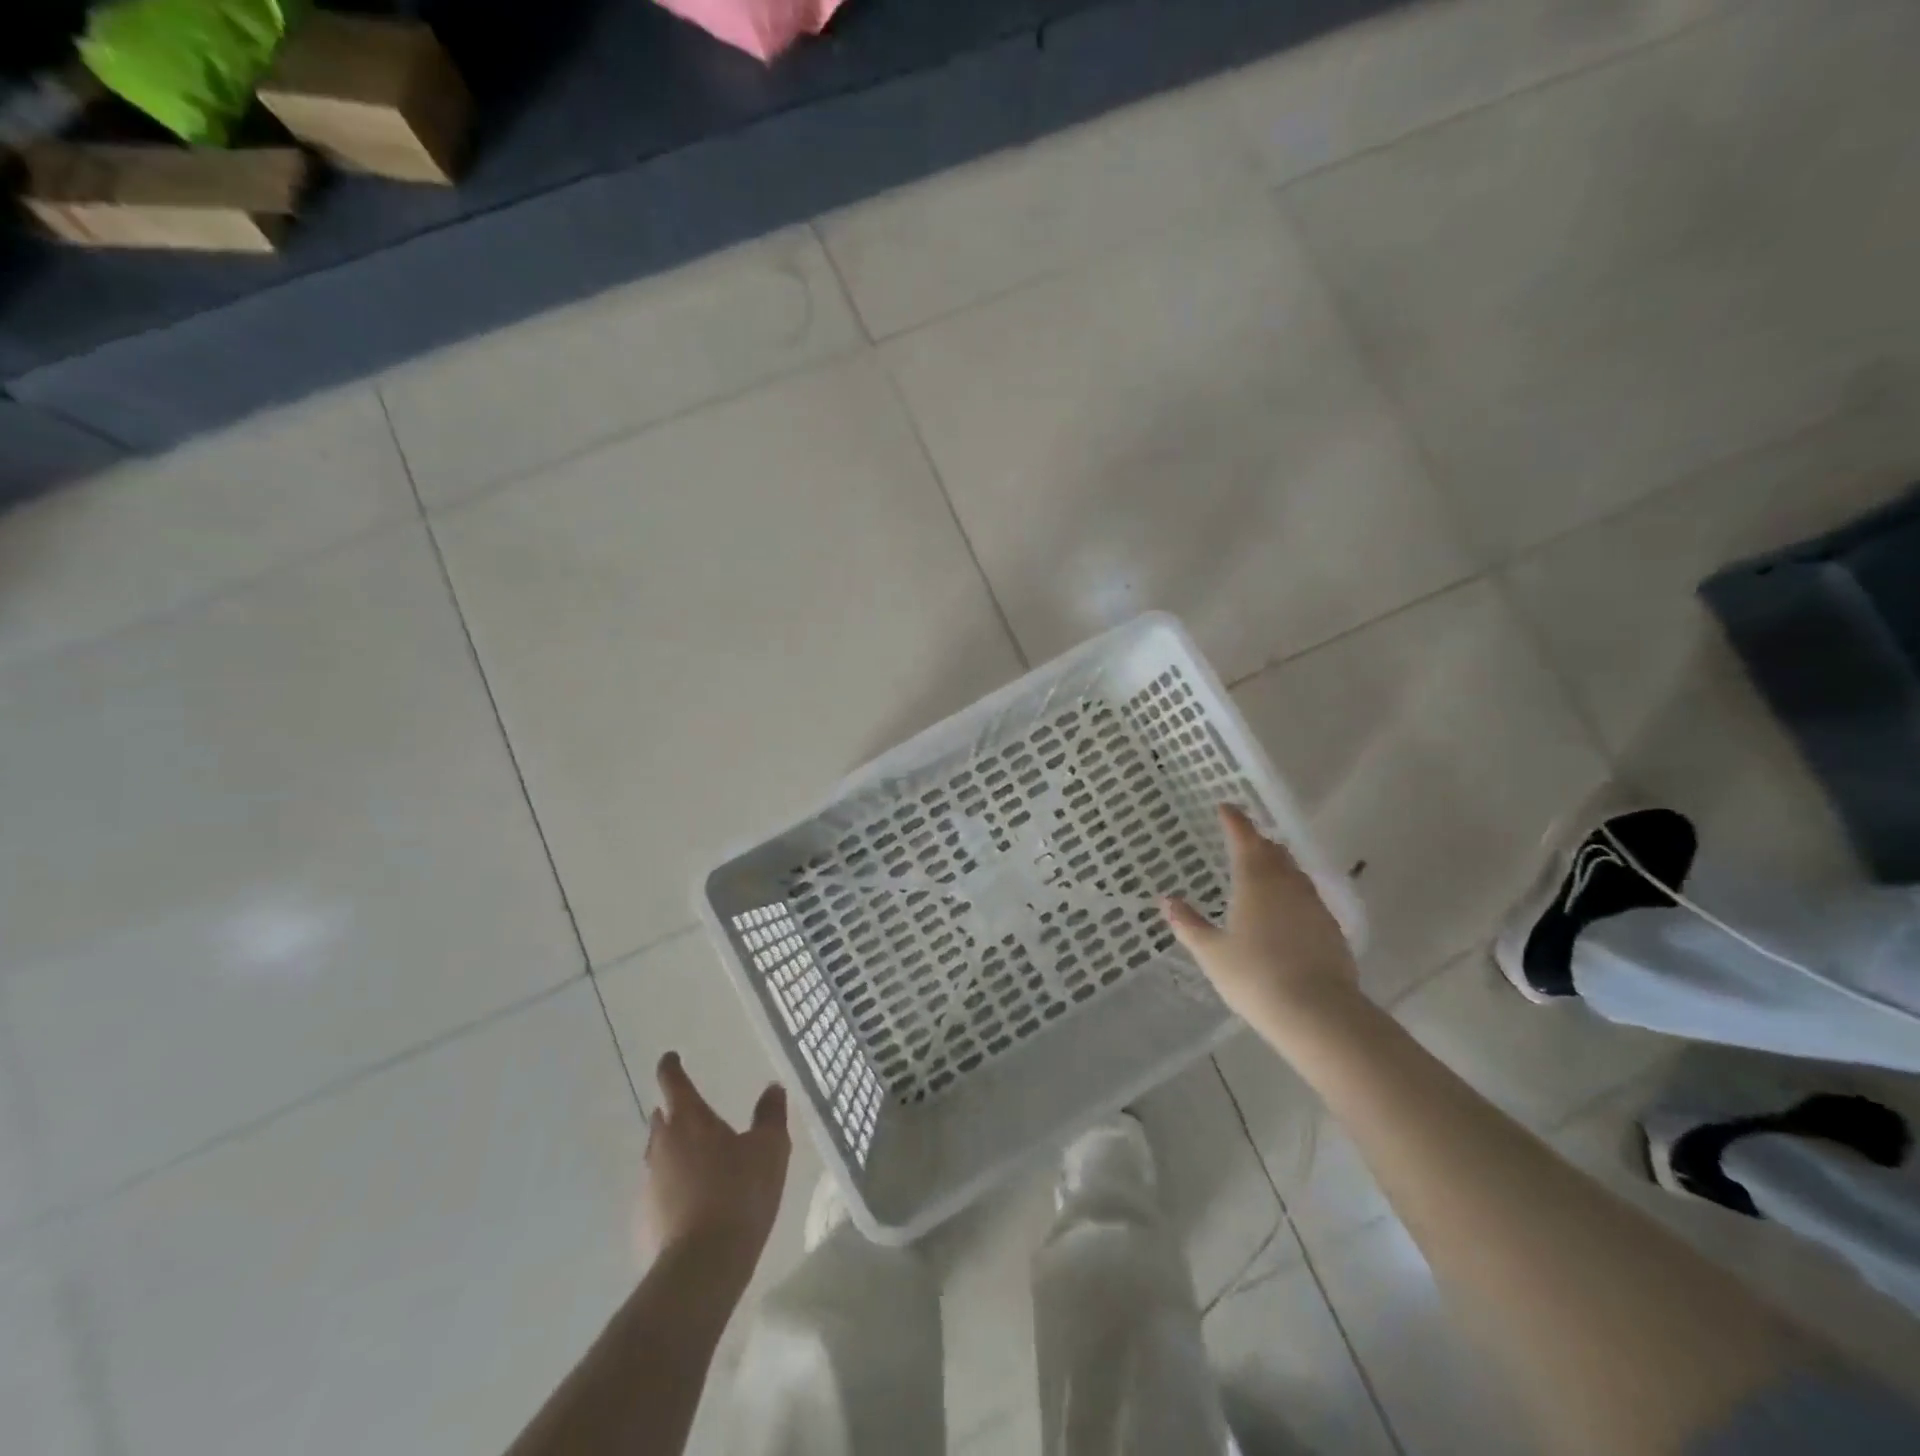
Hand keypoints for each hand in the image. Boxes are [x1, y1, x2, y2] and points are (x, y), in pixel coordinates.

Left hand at [641, 1053, 791, 1286]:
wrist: (702, 1266)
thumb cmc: (739, 1192)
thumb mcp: (769, 1148)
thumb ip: (770, 1115)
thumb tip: (772, 1087)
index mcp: (689, 1120)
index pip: (674, 1083)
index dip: (671, 1068)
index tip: (670, 1058)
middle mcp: (662, 1146)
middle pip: (662, 1120)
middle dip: (673, 1112)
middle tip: (690, 1112)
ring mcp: (649, 1186)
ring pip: (659, 1157)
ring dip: (673, 1152)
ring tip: (697, 1159)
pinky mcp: (644, 1222)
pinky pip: (659, 1193)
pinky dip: (672, 1189)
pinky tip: (691, 1203)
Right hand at [1162, 805, 1359, 1028]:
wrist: (1318, 1013)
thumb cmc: (1254, 977)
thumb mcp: (1211, 953)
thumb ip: (1189, 924)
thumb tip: (1167, 900)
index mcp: (1255, 881)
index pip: (1244, 839)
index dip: (1234, 821)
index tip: (1225, 807)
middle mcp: (1287, 885)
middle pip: (1274, 852)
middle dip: (1257, 841)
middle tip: (1243, 838)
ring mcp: (1314, 906)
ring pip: (1294, 873)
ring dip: (1278, 864)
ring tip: (1265, 868)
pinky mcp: (1331, 929)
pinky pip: (1308, 897)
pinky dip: (1293, 892)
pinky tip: (1287, 909)